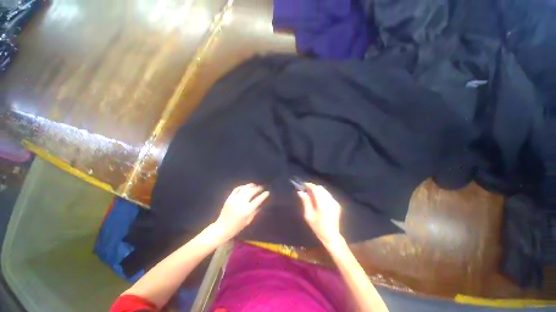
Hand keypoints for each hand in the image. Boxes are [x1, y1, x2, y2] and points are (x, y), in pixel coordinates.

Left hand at [211, 183, 268, 241]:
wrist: (222, 228)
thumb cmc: (237, 227)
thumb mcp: (248, 221)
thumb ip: (255, 212)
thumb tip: (261, 204)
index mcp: (247, 210)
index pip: (258, 199)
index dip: (264, 195)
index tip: (267, 192)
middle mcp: (241, 203)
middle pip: (252, 191)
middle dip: (258, 188)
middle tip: (262, 187)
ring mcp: (234, 199)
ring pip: (245, 188)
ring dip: (251, 185)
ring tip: (255, 185)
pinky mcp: (229, 198)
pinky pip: (236, 189)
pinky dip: (242, 186)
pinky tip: (245, 187)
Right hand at [298, 183, 342, 246]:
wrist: (332, 236)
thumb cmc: (318, 227)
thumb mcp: (308, 216)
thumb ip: (305, 202)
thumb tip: (300, 192)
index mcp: (322, 204)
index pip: (315, 189)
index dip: (309, 185)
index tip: (303, 185)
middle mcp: (330, 201)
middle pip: (321, 188)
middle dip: (313, 187)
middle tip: (306, 190)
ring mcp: (335, 202)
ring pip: (325, 190)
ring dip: (317, 190)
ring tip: (311, 195)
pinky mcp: (337, 204)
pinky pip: (328, 195)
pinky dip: (322, 194)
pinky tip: (318, 199)